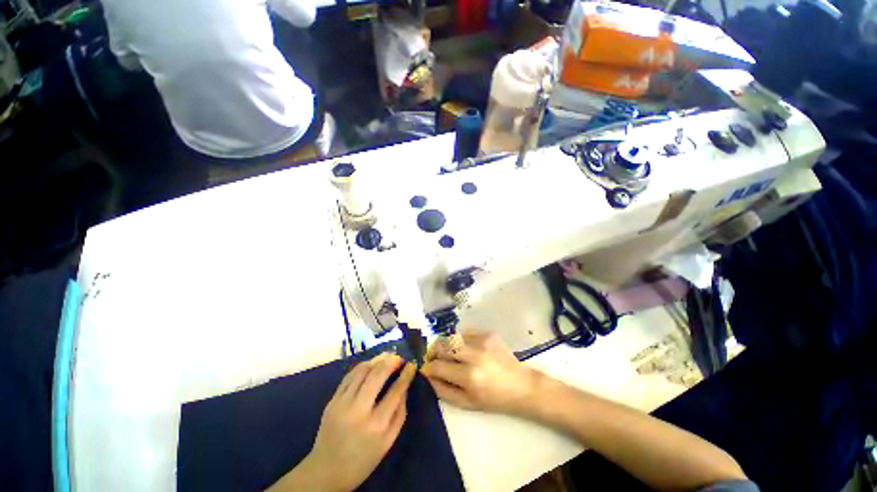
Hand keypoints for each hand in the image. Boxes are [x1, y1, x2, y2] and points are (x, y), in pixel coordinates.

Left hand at [304, 354, 416, 490]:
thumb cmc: (363, 460)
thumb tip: (405, 386)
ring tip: (386, 357)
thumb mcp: (388, 442)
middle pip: (377, 374)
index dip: (406, 374)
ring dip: (377, 360)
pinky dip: (362, 366)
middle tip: (399, 358)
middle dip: (391, 361)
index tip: (412, 365)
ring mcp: (342, 404)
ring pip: (362, 370)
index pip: (396, 391)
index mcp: (376, 425)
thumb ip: (400, 413)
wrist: (326, 472)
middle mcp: (359, 410)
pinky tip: (370, 365)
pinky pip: (349, 376)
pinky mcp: (332, 401)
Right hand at [422, 330, 540, 414]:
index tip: (426, 369)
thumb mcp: (467, 403)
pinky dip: (459, 340)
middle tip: (433, 357)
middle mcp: (474, 354)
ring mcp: (482, 340)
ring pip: (452, 336)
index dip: (428, 367)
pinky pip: (465, 332)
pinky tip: (464, 348)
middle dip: (433, 351)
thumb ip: (443, 390)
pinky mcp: (487, 333)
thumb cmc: (494, 399)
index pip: (438, 365)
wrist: (521, 385)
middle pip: (442, 344)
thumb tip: (428, 376)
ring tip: (447, 353)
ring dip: (445, 344)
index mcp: (469, 376)